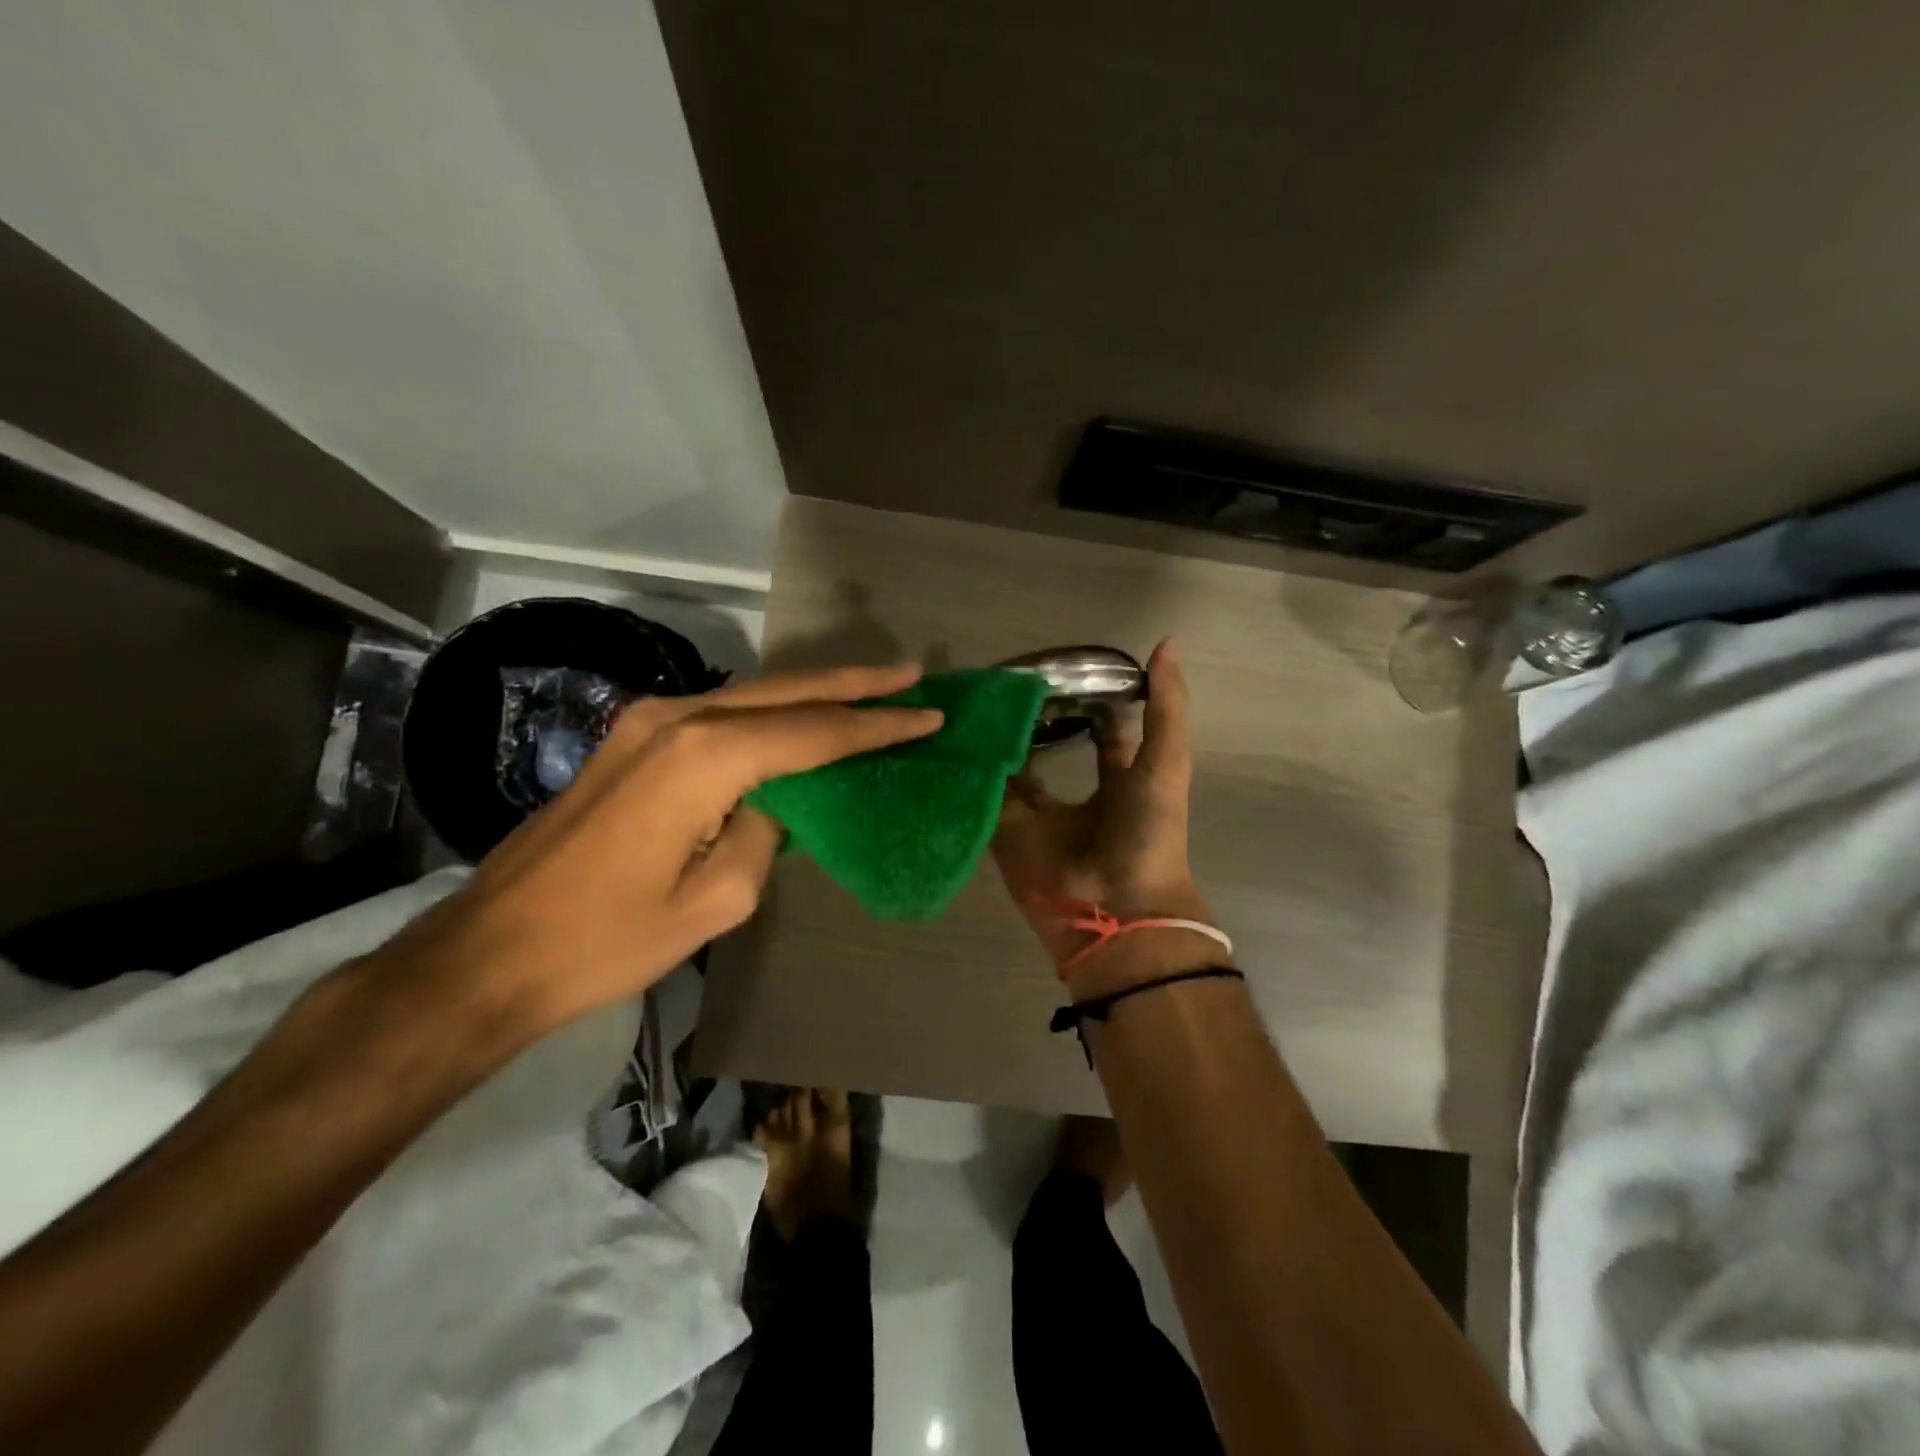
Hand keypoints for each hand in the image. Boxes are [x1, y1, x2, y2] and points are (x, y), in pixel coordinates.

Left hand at [380, 663, 942, 1042]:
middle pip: (786, 691)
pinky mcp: (633, 738)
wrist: (493, 951)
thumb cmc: (610, 939)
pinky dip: (771, 711)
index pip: (814, 732)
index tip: (929, 715)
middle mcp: (678, 718)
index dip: (876, 726)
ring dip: (813, 692)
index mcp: (705, 757)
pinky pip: (721, 711)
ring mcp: (648, 721)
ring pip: (753, 693)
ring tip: (871, 690)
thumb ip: (766, 831)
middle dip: (854, 684)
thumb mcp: (718, 899)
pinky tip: (800, 717)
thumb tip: (779, 797)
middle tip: (910, 675)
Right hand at [992, 639, 1210, 981]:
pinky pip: (986, 796)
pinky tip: (957, 733)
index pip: (1103, 730)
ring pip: (1013, 767)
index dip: (1089, 698)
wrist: (1116, 905)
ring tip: (977, 697)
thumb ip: (1165, 706)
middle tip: (1008, 678)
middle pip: (1050, 744)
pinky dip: (974, 771)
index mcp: (1119, 778)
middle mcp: (1076, 792)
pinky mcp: (1006, 832)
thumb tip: (1168, 642)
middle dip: (1034, 716)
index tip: (1065, 666)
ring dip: (999, 739)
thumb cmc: (1148, 831)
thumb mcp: (1166, 761)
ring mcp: (1038, 814)